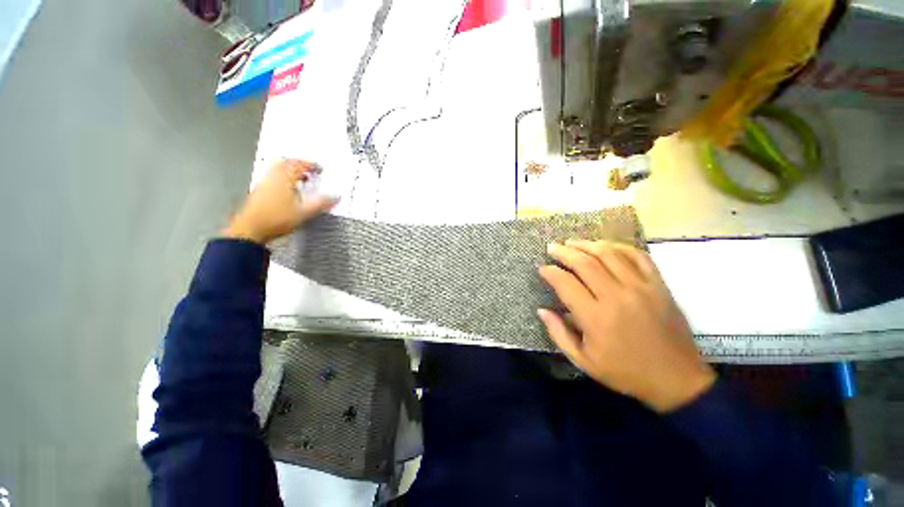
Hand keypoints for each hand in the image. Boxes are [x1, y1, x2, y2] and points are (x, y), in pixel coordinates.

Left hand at [222, 159, 337, 243]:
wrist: (251, 229)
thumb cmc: (278, 219)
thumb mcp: (304, 213)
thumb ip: (321, 204)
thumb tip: (336, 197)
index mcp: (284, 179)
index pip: (299, 166)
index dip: (310, 165)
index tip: (319, 169)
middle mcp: (273, 177)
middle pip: (285, 163)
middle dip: (298, 164)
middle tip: (308, 170)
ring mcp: (264, 183)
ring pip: (277, 169)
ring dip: (289, 170)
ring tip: (300, 179)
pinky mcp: (259, 191)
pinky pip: (272, 176)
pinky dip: (282, 177)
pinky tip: (288, 189)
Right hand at [538, 240, 715, 412]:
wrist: (677, 379)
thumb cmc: (625, 372)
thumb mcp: (584, 361)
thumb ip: (558, 334)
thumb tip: (541, 310)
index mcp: (595, 317)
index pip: (565, 283)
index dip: (550, 272)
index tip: (542, 268)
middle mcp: (616, 296)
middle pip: (585, 263)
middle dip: (563, 252)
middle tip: (551, 247)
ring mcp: (641, 287)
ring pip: (609, 254)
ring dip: (587, 244)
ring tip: (572, 242)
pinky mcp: (659, 285)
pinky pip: (638, 256)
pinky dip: (619, 246)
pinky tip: (605, 246)